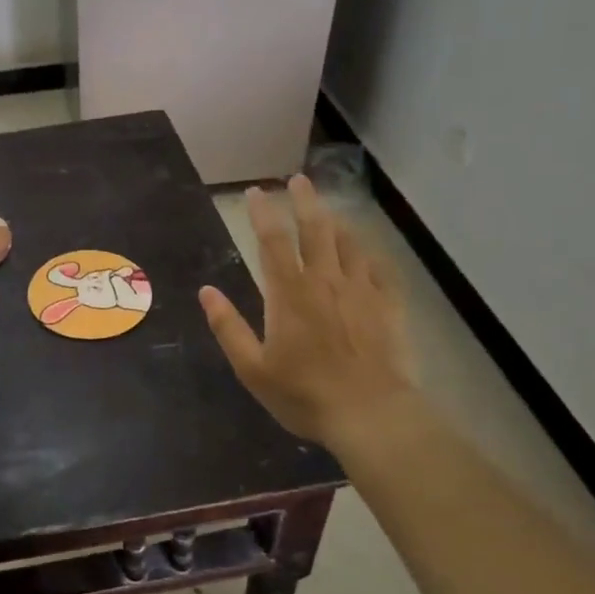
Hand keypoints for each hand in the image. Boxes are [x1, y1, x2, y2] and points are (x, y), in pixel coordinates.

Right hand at [199, 175, 416, 458]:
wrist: (371, 414)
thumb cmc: (304, 393)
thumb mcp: (252, 367)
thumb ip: (228, 327)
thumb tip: (206, 291)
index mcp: (288, 293)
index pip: (272, 241)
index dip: (262, 213)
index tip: (255, 192)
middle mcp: (324, 281)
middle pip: (315, 229)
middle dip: (304, 200)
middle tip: (298, 179)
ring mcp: (360, 290)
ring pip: (348, 242)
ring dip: (335, 220)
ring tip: (328, 209)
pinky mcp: (388, 305)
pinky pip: (378, 267)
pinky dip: (368, 251)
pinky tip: (365, 249)